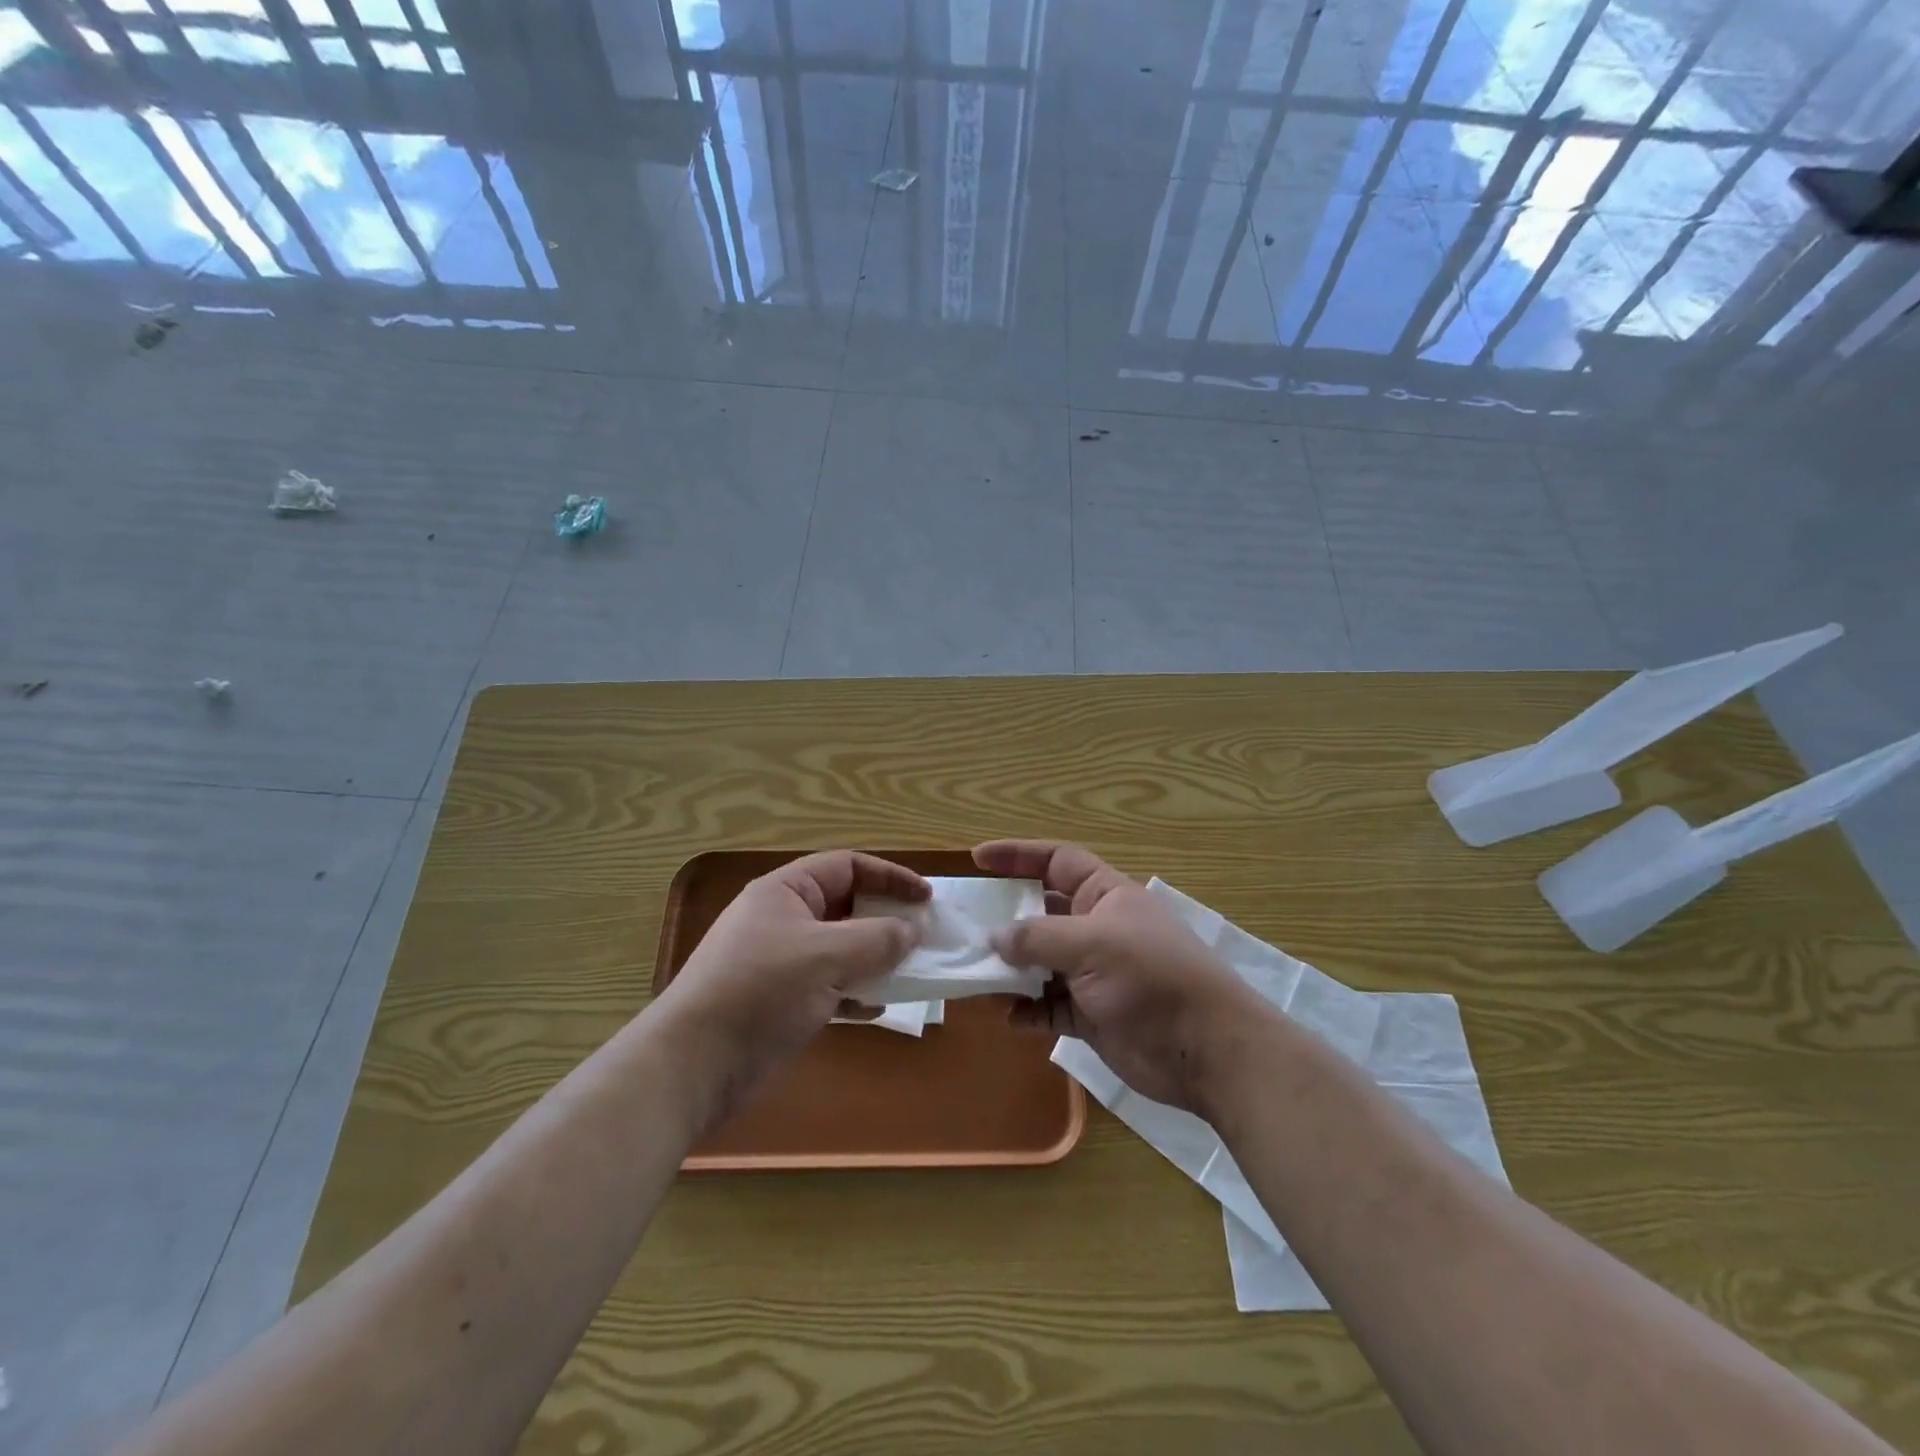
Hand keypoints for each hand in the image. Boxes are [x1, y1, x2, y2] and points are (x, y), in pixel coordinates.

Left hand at [656, 851, 927, 1107]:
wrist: (693, 1064)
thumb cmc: (761, 991)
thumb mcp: (826, 956)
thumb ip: (876, 938)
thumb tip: (912, 929)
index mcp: (786, 891)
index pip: (848, 866)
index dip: (890, 876)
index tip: (927, 899)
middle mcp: (783, 919)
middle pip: (845, 906)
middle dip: (885, 920)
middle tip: (923, 936)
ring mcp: (780, 961)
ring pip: (839, 948)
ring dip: (874, 958)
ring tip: (909, 971)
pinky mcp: (779, 1000)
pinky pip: (828, 985)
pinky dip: (854, 991)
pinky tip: (877, 1007)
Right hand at [973, 839, 1262, 1116]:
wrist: (1206, 1051)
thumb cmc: (1151, 978)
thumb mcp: (1092, 945)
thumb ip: (1037, 938)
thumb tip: (993, 938)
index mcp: (1105, 896)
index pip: (1056, 861)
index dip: (1018, 855)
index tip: (977, 858)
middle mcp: (1097, 929)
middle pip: (1042, 914)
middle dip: (1006, 920)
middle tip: (966, 926)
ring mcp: (1094, 974)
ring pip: (1040, 963)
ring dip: (1011, 970)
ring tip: (976, 976)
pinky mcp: (1092, 1016)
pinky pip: (1049, 1007)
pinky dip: (1028, 1010)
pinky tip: (1010, 1017)